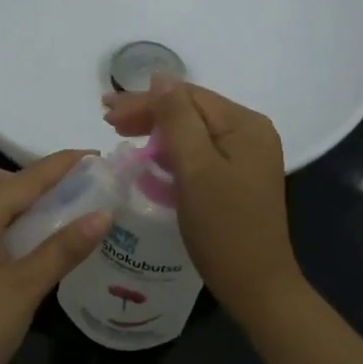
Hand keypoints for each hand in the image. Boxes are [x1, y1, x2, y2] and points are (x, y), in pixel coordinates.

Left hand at [0, 152, 110, 363]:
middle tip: (64, 196)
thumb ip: (63, 249)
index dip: (61, 165)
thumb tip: (103, 214)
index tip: (94, 156)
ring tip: (48, 220)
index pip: (25, 180)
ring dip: (11, 200)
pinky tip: (20, 247)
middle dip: (28, 179)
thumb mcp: (25, 288)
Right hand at [103, 78, 304, 323]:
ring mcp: (246, 157)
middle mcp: (251, 133)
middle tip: (107, 119)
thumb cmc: (223, 228)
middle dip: (149, 112)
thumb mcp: (196, 169)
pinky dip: (172, 151)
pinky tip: (150, 156)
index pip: (187, 97)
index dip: (145, 101)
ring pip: (193, 131)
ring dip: (157, 130)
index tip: (105, 112)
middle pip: (191, 111)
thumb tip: (160, 78)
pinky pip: (199, 152)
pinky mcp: (237, 178)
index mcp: (245, 125)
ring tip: (120, 132)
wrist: (256, 285)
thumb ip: (177, 120)